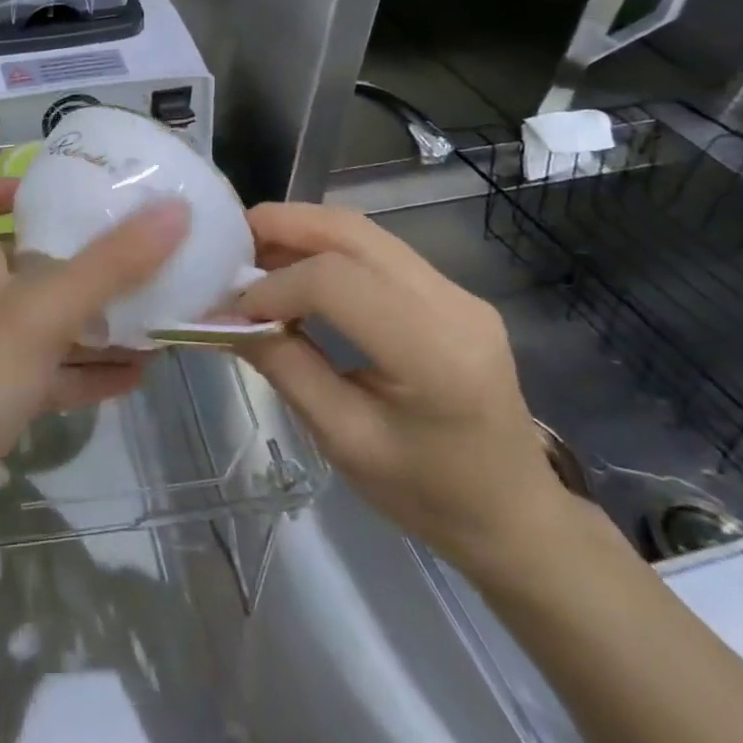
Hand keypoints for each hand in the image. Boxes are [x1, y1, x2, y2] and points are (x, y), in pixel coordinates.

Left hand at [0, 178, 190, 564]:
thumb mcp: (38, 315)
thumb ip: (108, 265)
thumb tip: (174, 209)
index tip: (52, 190)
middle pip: (17, 259)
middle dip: (74, 255)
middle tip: (135, 250)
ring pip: (41, 322)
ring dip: (93, 318)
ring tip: (155, 312)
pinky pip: (47, 375)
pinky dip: (86, 371)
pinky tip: (137, 376)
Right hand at [234, 202, 574, 580]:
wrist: (515, 516)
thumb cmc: (429, 495)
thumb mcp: (344, 440)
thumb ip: (285, 367)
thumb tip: (227, 316)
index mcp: (434, 354)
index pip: (337, 283)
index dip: (275, 286)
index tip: (234, 309)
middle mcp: (453, 305)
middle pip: (353, 233)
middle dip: (283, 226)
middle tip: (230, 241)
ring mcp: (458, 292)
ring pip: (364, 232)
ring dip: (303, 231)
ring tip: (254, 252)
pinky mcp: (452, 292)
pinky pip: (378, 251)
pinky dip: (327, 248)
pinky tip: (296, 268)